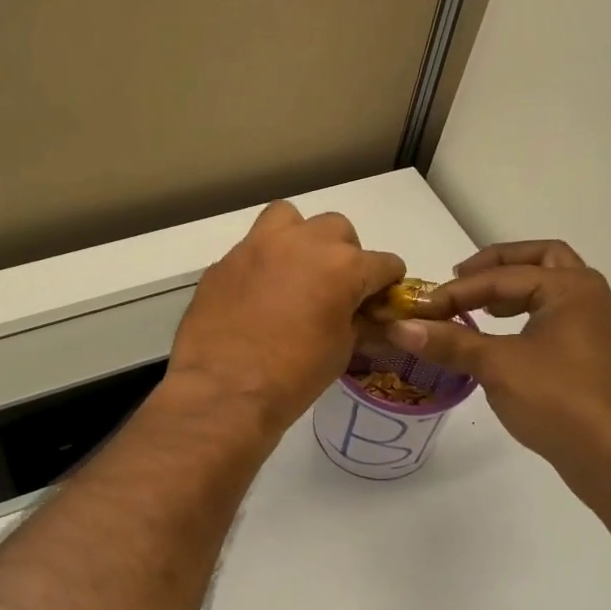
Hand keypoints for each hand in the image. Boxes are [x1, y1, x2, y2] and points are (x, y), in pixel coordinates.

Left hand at [167, 201, 405, 436]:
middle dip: (344, 254)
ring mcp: (257, 247)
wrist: (224, 391)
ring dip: (300, 238)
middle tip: (335, 288)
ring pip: (289, 218)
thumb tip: (362, 315)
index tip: (379, 300)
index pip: (383, 263)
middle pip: (337, 229)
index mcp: (342, 266)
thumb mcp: (340, 351)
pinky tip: (257, 295)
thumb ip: (356, 321)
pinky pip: (252, 249)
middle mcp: (302, 243)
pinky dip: (263, 264)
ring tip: (295, 271)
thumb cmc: (293, 377)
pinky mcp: (224, 262)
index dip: (387, 283)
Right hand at [388, 240, 610, 477]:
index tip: (421, 308)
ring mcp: (595, 325)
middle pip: (540, 259)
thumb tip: (399, 327)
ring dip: (513, 289)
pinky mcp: (592, 353)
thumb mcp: (497, 366)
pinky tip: (502, 337)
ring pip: (550, 288)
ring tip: (479, 306)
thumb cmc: (558, 400)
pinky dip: (526, 313)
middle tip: (460, 279)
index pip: (503, 277)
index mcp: (571, 287)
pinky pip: (555, 315)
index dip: (457, 291)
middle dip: (497, 265)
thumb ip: (450, 342)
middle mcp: (589, 295)